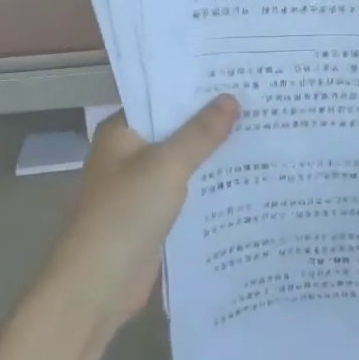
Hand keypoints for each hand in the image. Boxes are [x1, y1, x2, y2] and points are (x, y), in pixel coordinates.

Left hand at [44, 97, 239, 338]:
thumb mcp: (167, 166)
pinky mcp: (153, 214)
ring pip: (183, 160)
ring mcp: (140, 185)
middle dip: (210, 119)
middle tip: (257, 99)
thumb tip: (231, 98)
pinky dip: (208, 182)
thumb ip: (200, 133)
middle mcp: (128, 153)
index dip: (194, 86)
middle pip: (174, 128)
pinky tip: (244, 174)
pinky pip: (186, 189)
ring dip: (212, 152)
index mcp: (121, 132)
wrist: (98, 285)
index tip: (233, 74)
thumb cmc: (125, 214)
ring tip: (259, 130)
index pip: (160, 97)